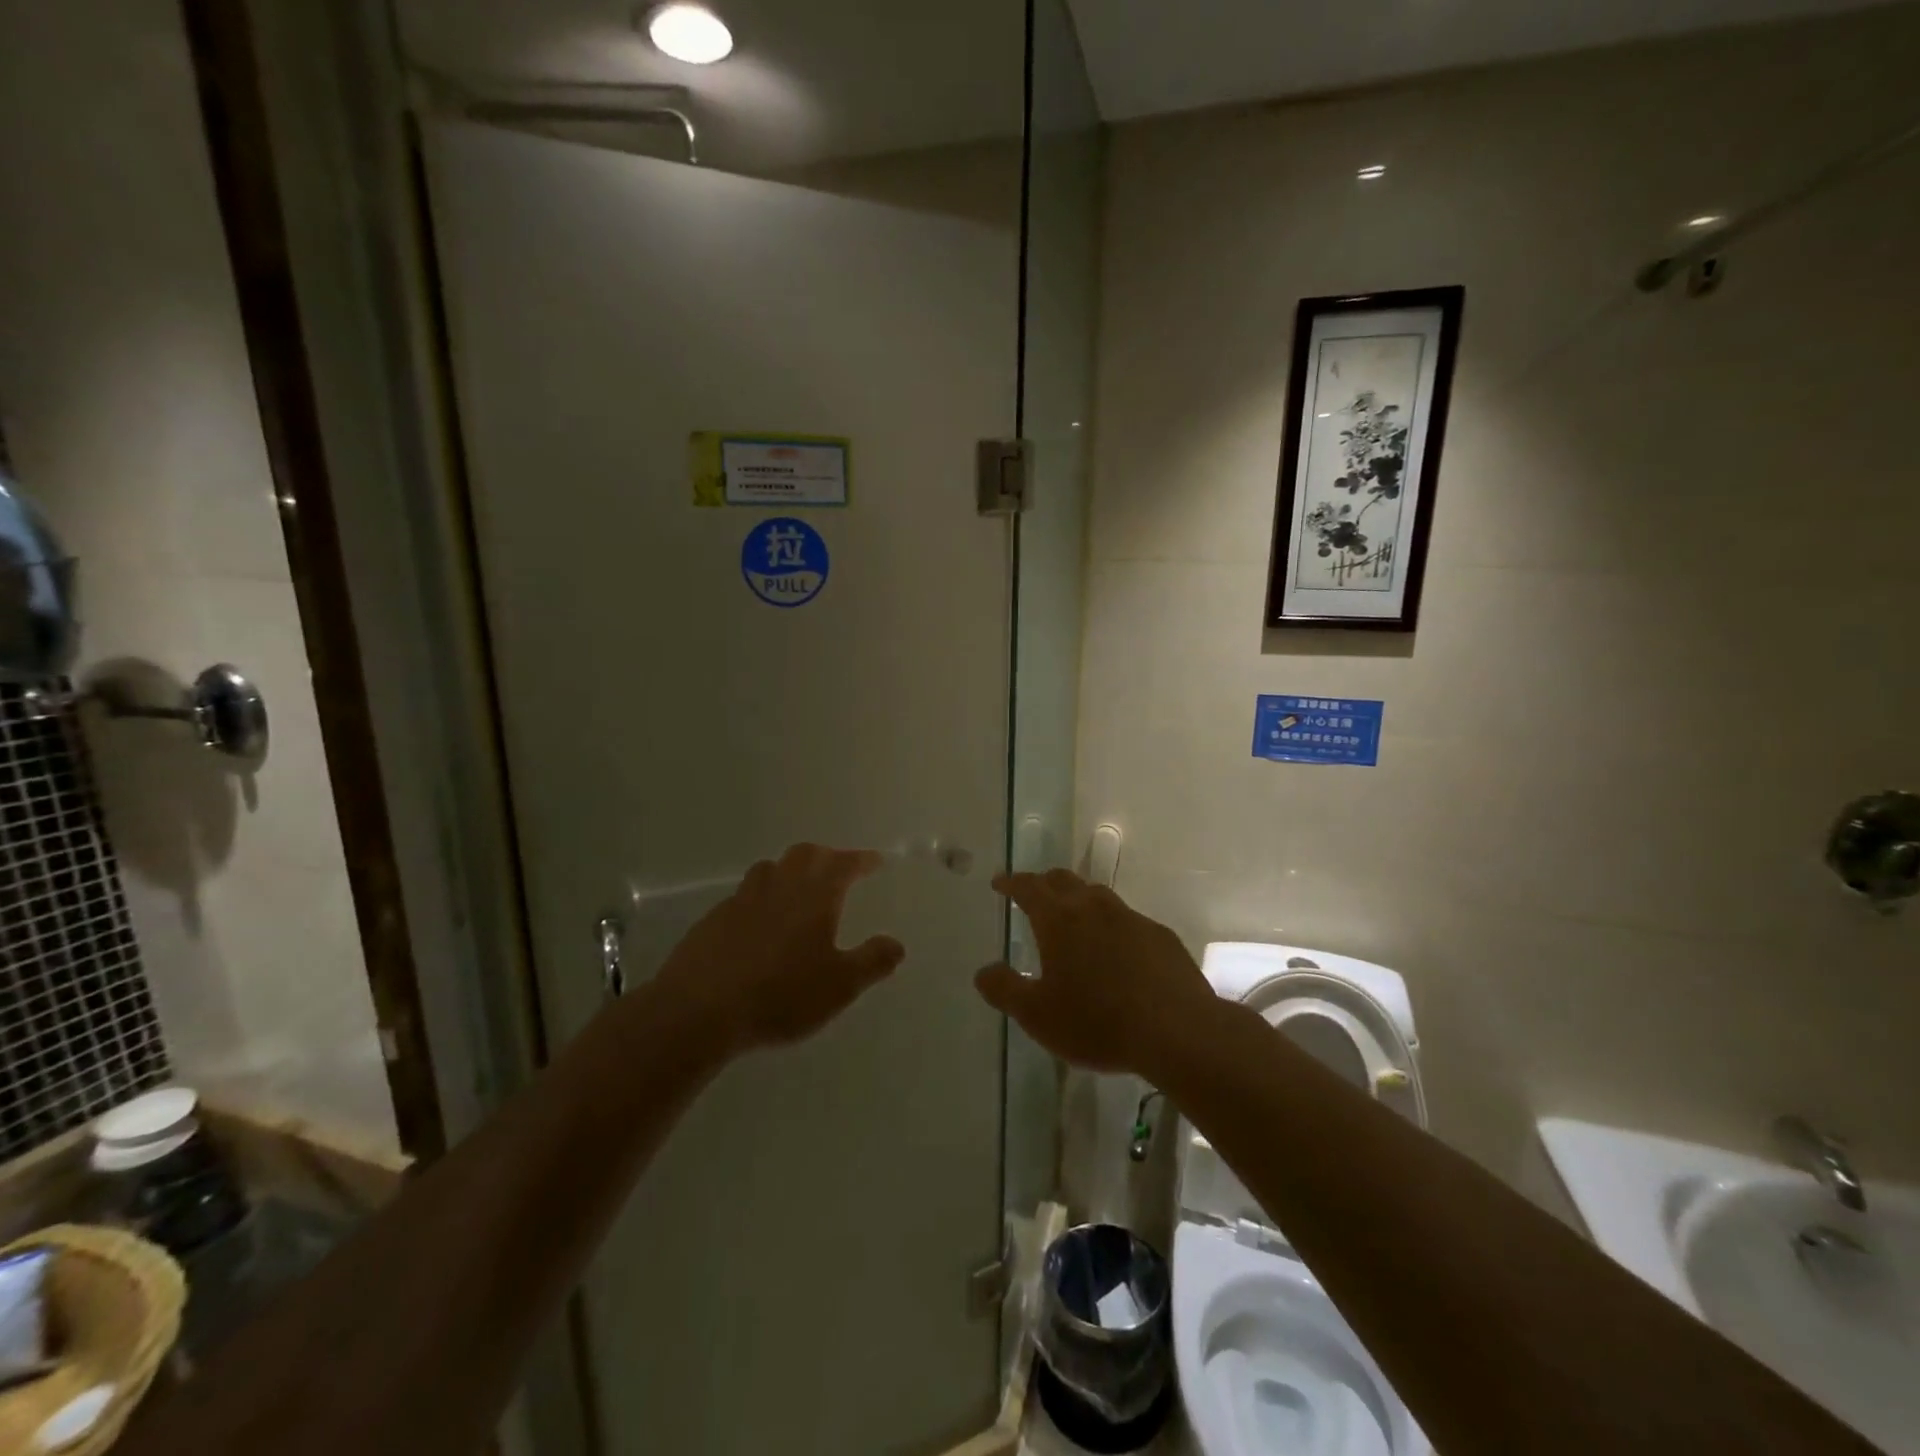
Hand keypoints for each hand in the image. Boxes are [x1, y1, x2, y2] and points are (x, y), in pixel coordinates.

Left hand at [655, 844, 904, 1053]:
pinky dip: (762, 897)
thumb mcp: (839, 986)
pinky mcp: (714, 919)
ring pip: (771, 869)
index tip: (875, 861)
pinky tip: (760, 922)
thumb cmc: (781, 995)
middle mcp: (779, 886)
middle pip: (805, 854)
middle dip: (826, 857)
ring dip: (791, 870)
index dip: (861, 859)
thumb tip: (896, 943)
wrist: (699, 1010)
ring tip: (799, 889)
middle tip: (839, 869)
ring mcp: (742, 899)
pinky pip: (744, 895)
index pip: (843, 863)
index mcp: (814, 895)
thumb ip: (872, 961)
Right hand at [974, 869, 1217, 1077]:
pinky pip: (1128, 921)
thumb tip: (984, 971)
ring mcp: (1132, 919)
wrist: (1177, 1031)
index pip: (1029, 887)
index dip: (1012, 882)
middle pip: (1064, 881)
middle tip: (1034, 894)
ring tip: (1073, 919)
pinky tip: (1117, 951)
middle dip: (1044, 883)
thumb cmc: (1097, 1022)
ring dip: (1080, 900)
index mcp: (1059, 919)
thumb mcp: (1037, 1015)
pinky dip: (1112, 926)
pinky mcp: (1161, 937)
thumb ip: (1005, 990)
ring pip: (1098, 897)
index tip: (1000, 882)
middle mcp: (1094, 908)